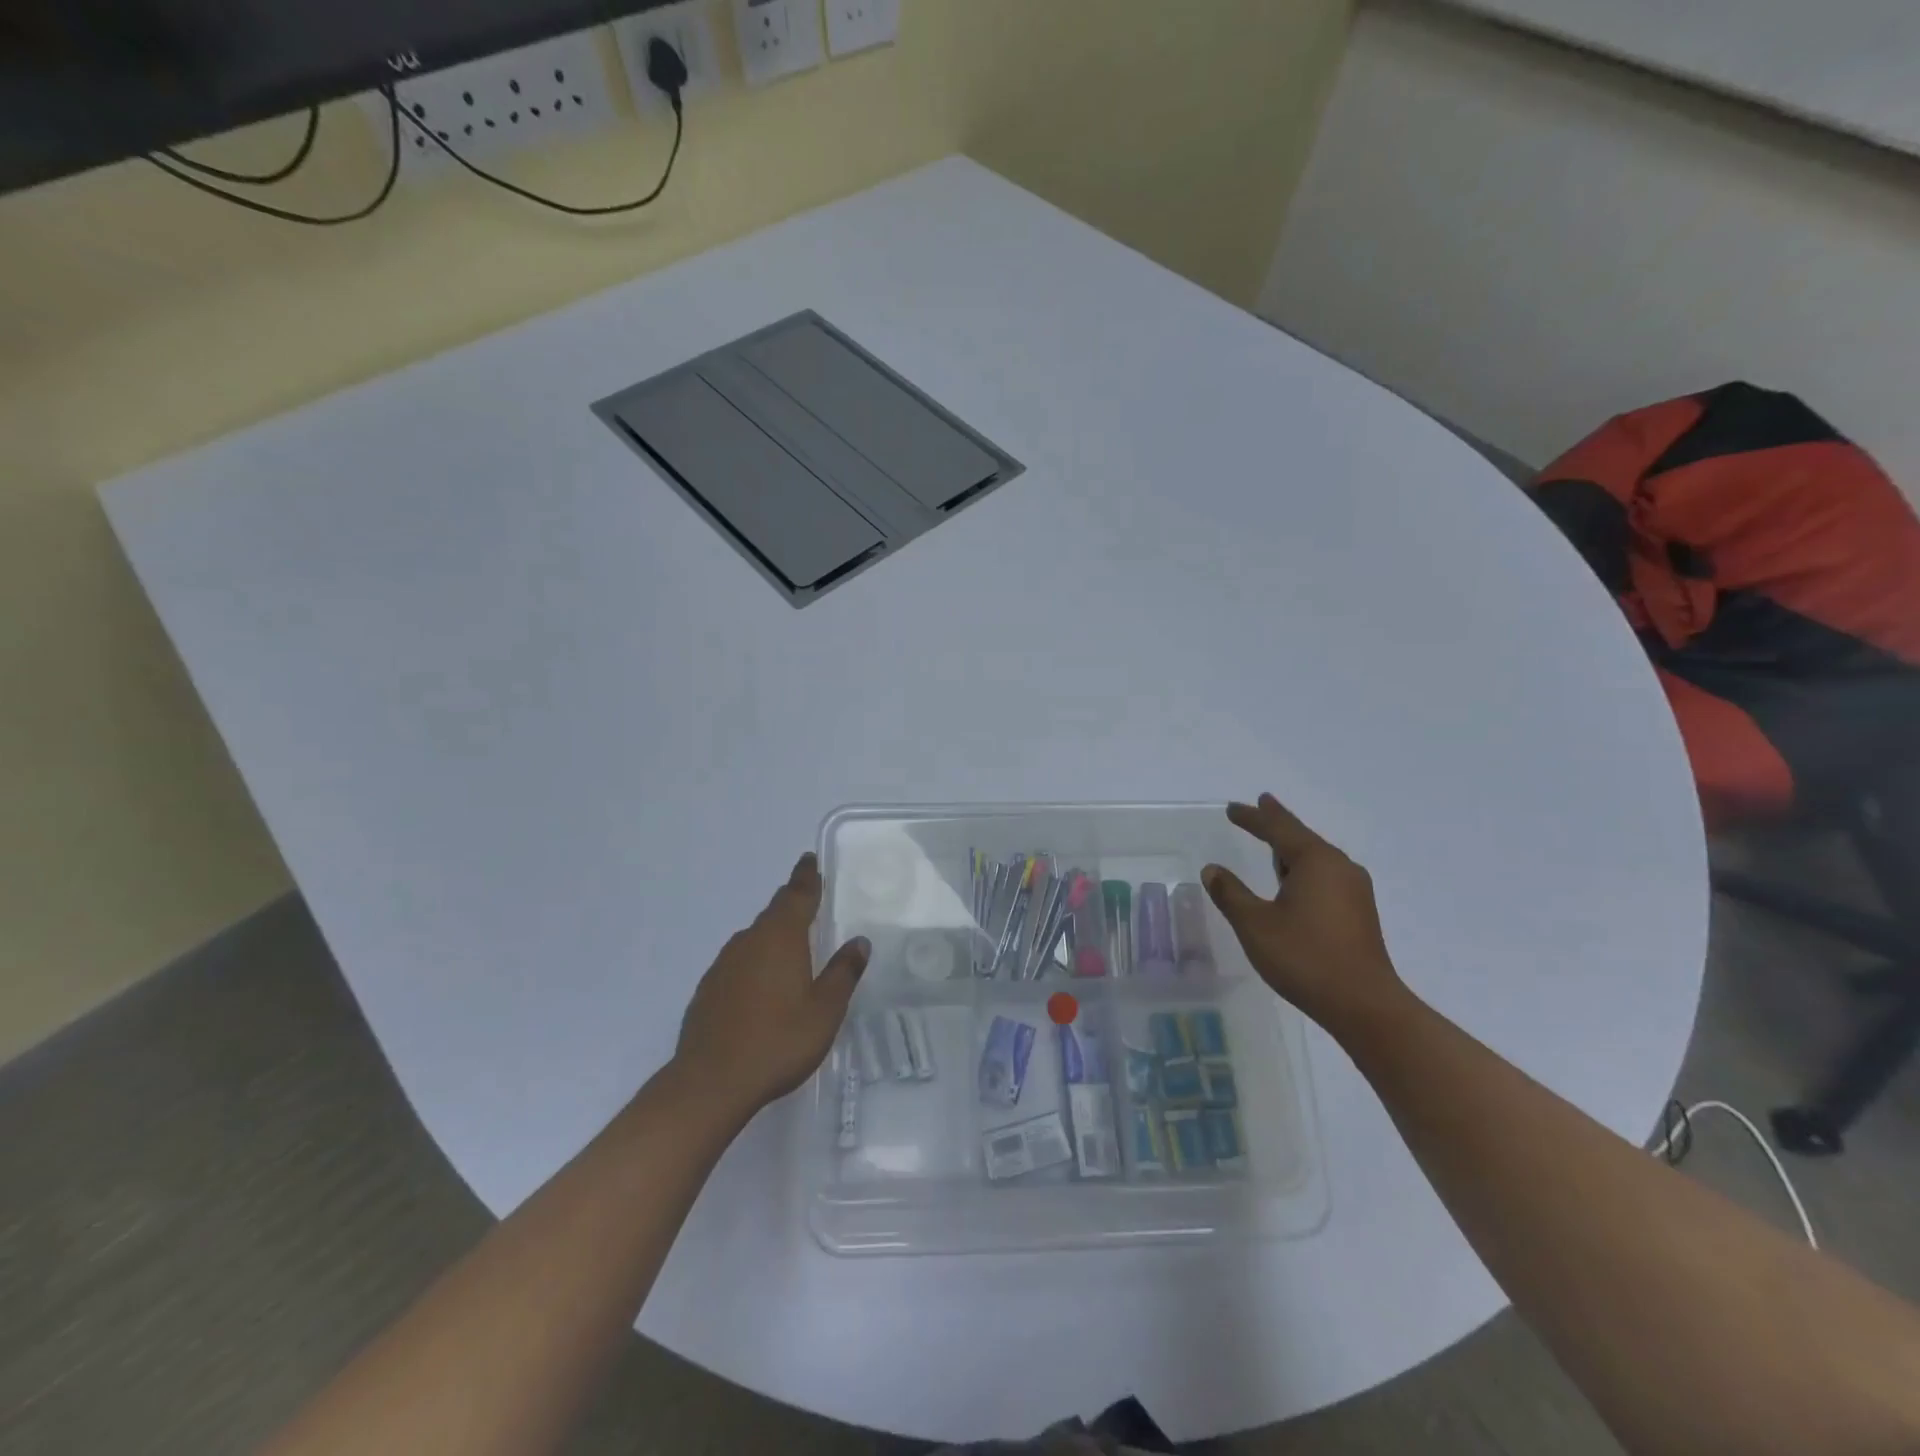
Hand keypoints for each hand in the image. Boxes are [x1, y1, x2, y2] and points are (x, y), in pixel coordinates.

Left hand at [674, 853, 868, 1118]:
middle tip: (808, 903)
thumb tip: (859, 941)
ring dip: (772, 936)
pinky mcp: (708, 989)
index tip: (808, 859)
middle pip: (773, 914)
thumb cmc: (778, 1041)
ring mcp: (723, 965)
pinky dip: (754, 964)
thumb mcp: (825, 1010)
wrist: (711, 1082)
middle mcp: (749, 942)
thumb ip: (843, 972)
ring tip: (790, 949)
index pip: (797, 895)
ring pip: (753, 939)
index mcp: (781, 938)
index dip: (806, 877)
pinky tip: (761, 987)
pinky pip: (738, 963)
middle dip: (791, 905)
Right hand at [1202, 793, 1408, 1036]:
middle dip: (1277, 823)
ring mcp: (1354, 890)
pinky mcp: (1359, 912)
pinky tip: (1295, 881)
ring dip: (1291, 848)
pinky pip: (1325, 876)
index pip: (1277, 828)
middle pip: (1301, 837)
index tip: (1232, 808)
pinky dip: (1303, 868)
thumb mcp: (1255, 925)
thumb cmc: (1305, 957)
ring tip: (1274, 842)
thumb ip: (1231, 894)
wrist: (1364, 1005)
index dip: (1253, 817)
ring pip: (1316, 858)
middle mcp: (1339, 867)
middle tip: (1260, 805)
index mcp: (1315, 861)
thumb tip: (1212, 870)